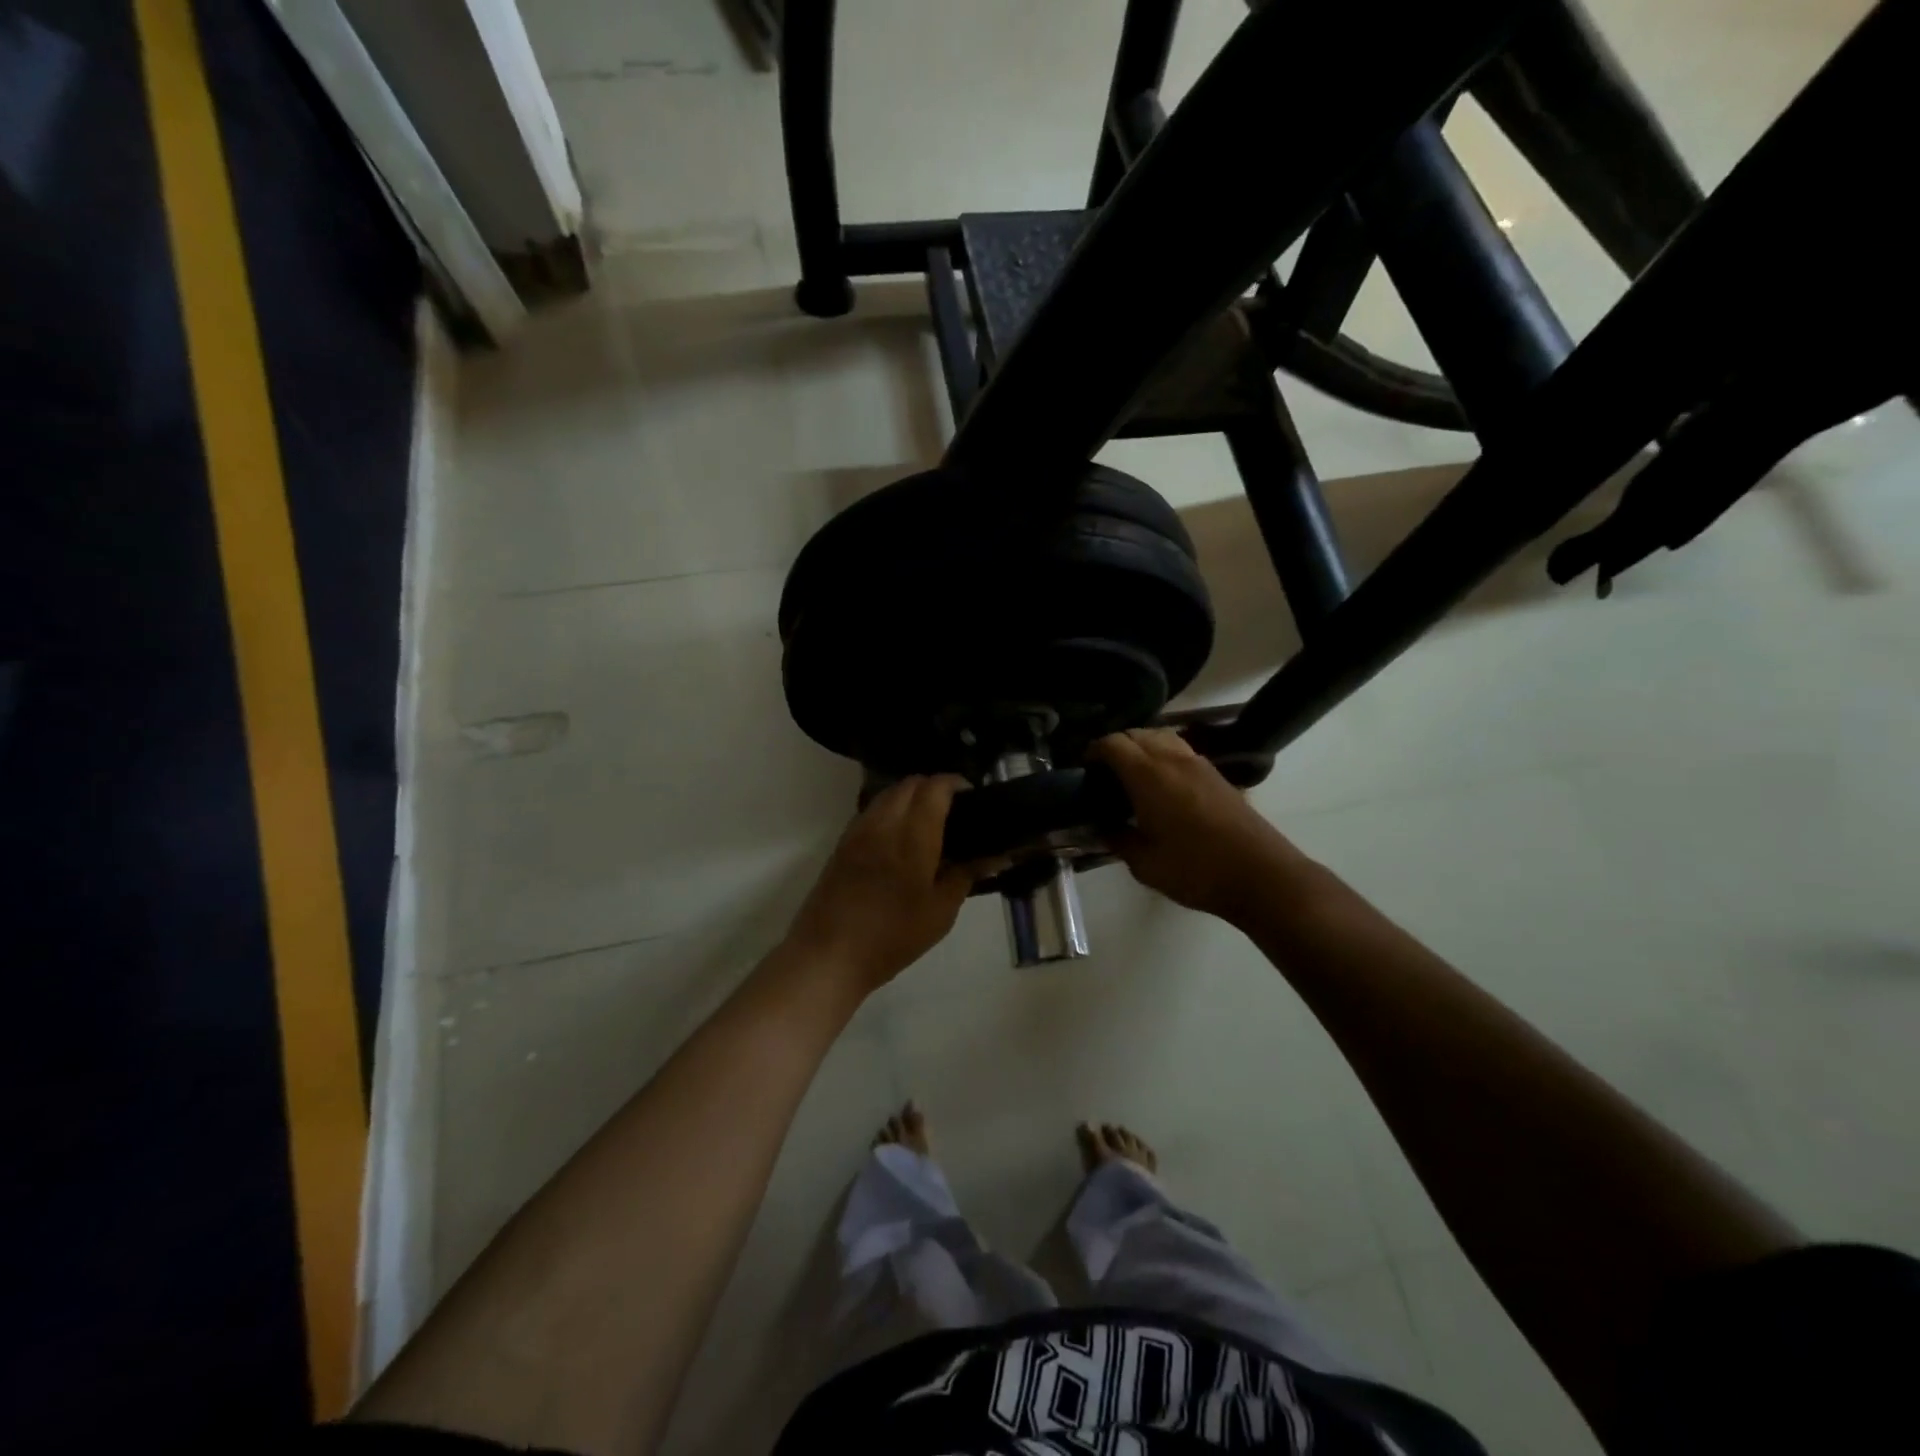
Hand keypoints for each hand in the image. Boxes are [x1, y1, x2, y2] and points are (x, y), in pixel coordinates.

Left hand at [785, 775, 980, 996]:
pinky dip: (890, 811)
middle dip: (933, 787)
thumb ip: (966, 874)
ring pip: (887, 794)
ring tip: (928, 823)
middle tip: (953, 811)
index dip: (956, 783)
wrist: (829, 955)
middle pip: (909, 784)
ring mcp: (858, 831)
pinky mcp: (842, 844)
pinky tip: (899, 839)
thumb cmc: (893, 936)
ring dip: (910, 797)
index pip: (935, 787)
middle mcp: (883, 823)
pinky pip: (871, 812)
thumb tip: (995, 855)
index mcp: (913, 835)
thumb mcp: (941, 911)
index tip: (972, 797)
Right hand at [1088, 729, 1310, 924]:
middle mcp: (1172, 759)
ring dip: (1141, 747)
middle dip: (1115, 746)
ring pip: (1161, 737)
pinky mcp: (1217, 775)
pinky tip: (1161, 786)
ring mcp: (1199, 764)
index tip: (1083, 770)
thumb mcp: (1145, 863)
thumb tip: (1103, 827)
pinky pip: (1180, 750)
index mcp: (1148, 775)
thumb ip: (1118, 839)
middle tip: (1104, 774)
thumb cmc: (1195, 869)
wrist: (1260, 875)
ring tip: (1132, 776)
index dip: (1093, 751)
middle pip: (1137, 733)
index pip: (1113, 743)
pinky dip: (1163, 756)